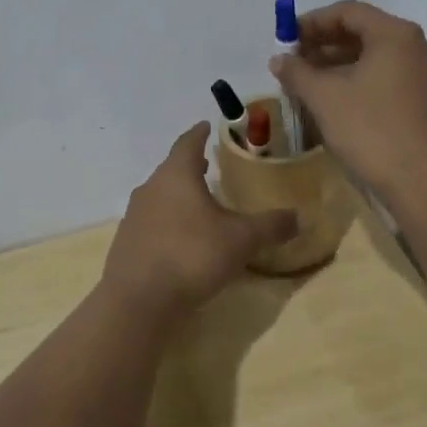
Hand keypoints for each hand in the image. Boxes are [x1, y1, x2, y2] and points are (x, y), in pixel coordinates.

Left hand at [101, 123, 297, 314]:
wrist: (138, 301)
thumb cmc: (192, 256)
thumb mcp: (241, 240)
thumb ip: (271, 226)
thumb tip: (299, 217)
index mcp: (176, 175)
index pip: (188, 143)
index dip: (199, 133)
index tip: (206, 126)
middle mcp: (151, 188)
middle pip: (172, 169)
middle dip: (191, 165)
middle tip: (209, 164)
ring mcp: (134, 216)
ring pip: (160, 195)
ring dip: (179, 194)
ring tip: (199, 201)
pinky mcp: (127, 242)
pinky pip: (152, 221)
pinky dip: (168, 220)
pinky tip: (182, 237)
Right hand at [268, 0, 426, 203]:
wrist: (422, 182)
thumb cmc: (371, 130)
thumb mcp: (325, 98)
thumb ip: (297, 72)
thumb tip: (279, 59)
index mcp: (394, 34)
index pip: (347, 11)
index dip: (312, 22)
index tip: (285, 38)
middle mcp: (413, 47)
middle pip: (361, 32)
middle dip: (322, 44)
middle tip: (292, 62)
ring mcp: (421, 75)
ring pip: (371, 57)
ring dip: (336, 65)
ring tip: (305, 83)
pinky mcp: (421, 100)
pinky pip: (382, 78)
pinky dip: (355, 81)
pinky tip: (331, 101)